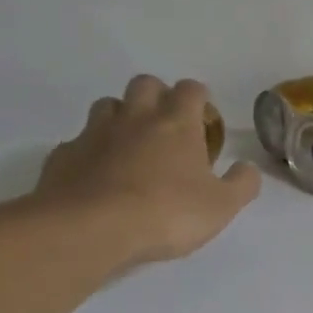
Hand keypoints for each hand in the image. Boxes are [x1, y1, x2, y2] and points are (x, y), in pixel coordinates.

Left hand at [32, 76, 260, 267]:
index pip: (190, 89)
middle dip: (157, 96)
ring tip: (129, 146)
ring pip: (108, 105)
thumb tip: (247, 167)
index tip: (202, 120)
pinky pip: (80, 141)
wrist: (90, 228)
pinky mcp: (65, 154)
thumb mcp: (220, 207)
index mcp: (176, 122)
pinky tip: (96, 175)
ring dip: (120, 117)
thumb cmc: (165, 213)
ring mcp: (95, 132)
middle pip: (145, 84)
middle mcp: (135, 117)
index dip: (198, 99)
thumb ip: (241, 184)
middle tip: (165, 127)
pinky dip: (90, 151)